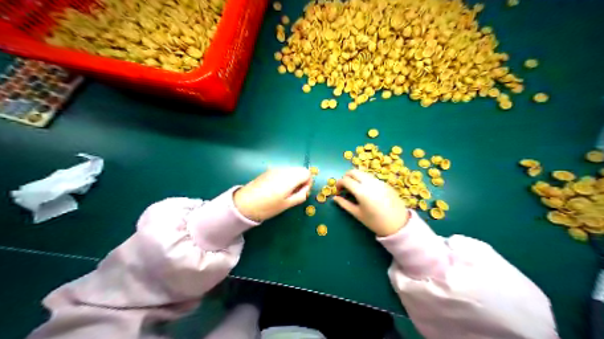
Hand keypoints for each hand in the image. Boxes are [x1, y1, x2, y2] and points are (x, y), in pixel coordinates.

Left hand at [233, 167, 313, 221]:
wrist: (244, 203)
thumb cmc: (268, 206)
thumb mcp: (287, 204)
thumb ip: (301, 195)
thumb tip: (305, 189)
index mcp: (290, 178)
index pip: (307, 173)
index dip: (308, 183)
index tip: (302, 193)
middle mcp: (284, 170)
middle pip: (300, 170)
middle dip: (301, 180)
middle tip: (294, 193)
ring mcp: (275, 169)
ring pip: (291, 170)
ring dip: (293, 179)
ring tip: (285, 192)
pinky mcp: (268, 171)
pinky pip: (283, 171)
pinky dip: (285, 178)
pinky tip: (277, 189)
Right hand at [330, 168, 410, 235]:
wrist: (398, 225)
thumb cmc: (375, 222)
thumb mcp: (357, 214)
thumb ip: (344, 204)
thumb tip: (334, 198)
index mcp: (361, 191)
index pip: (345, 180)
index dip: (338, 183)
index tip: (338, 190)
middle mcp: (370, 183)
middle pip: (354, 171)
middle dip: (346, 176)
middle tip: (345, 187)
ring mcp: (379, 181)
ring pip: (363, 173)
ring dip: (356, 177)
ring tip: (355, 188)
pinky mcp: (385, 183)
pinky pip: (372, 177)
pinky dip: (365, 180)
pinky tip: (367, 191)